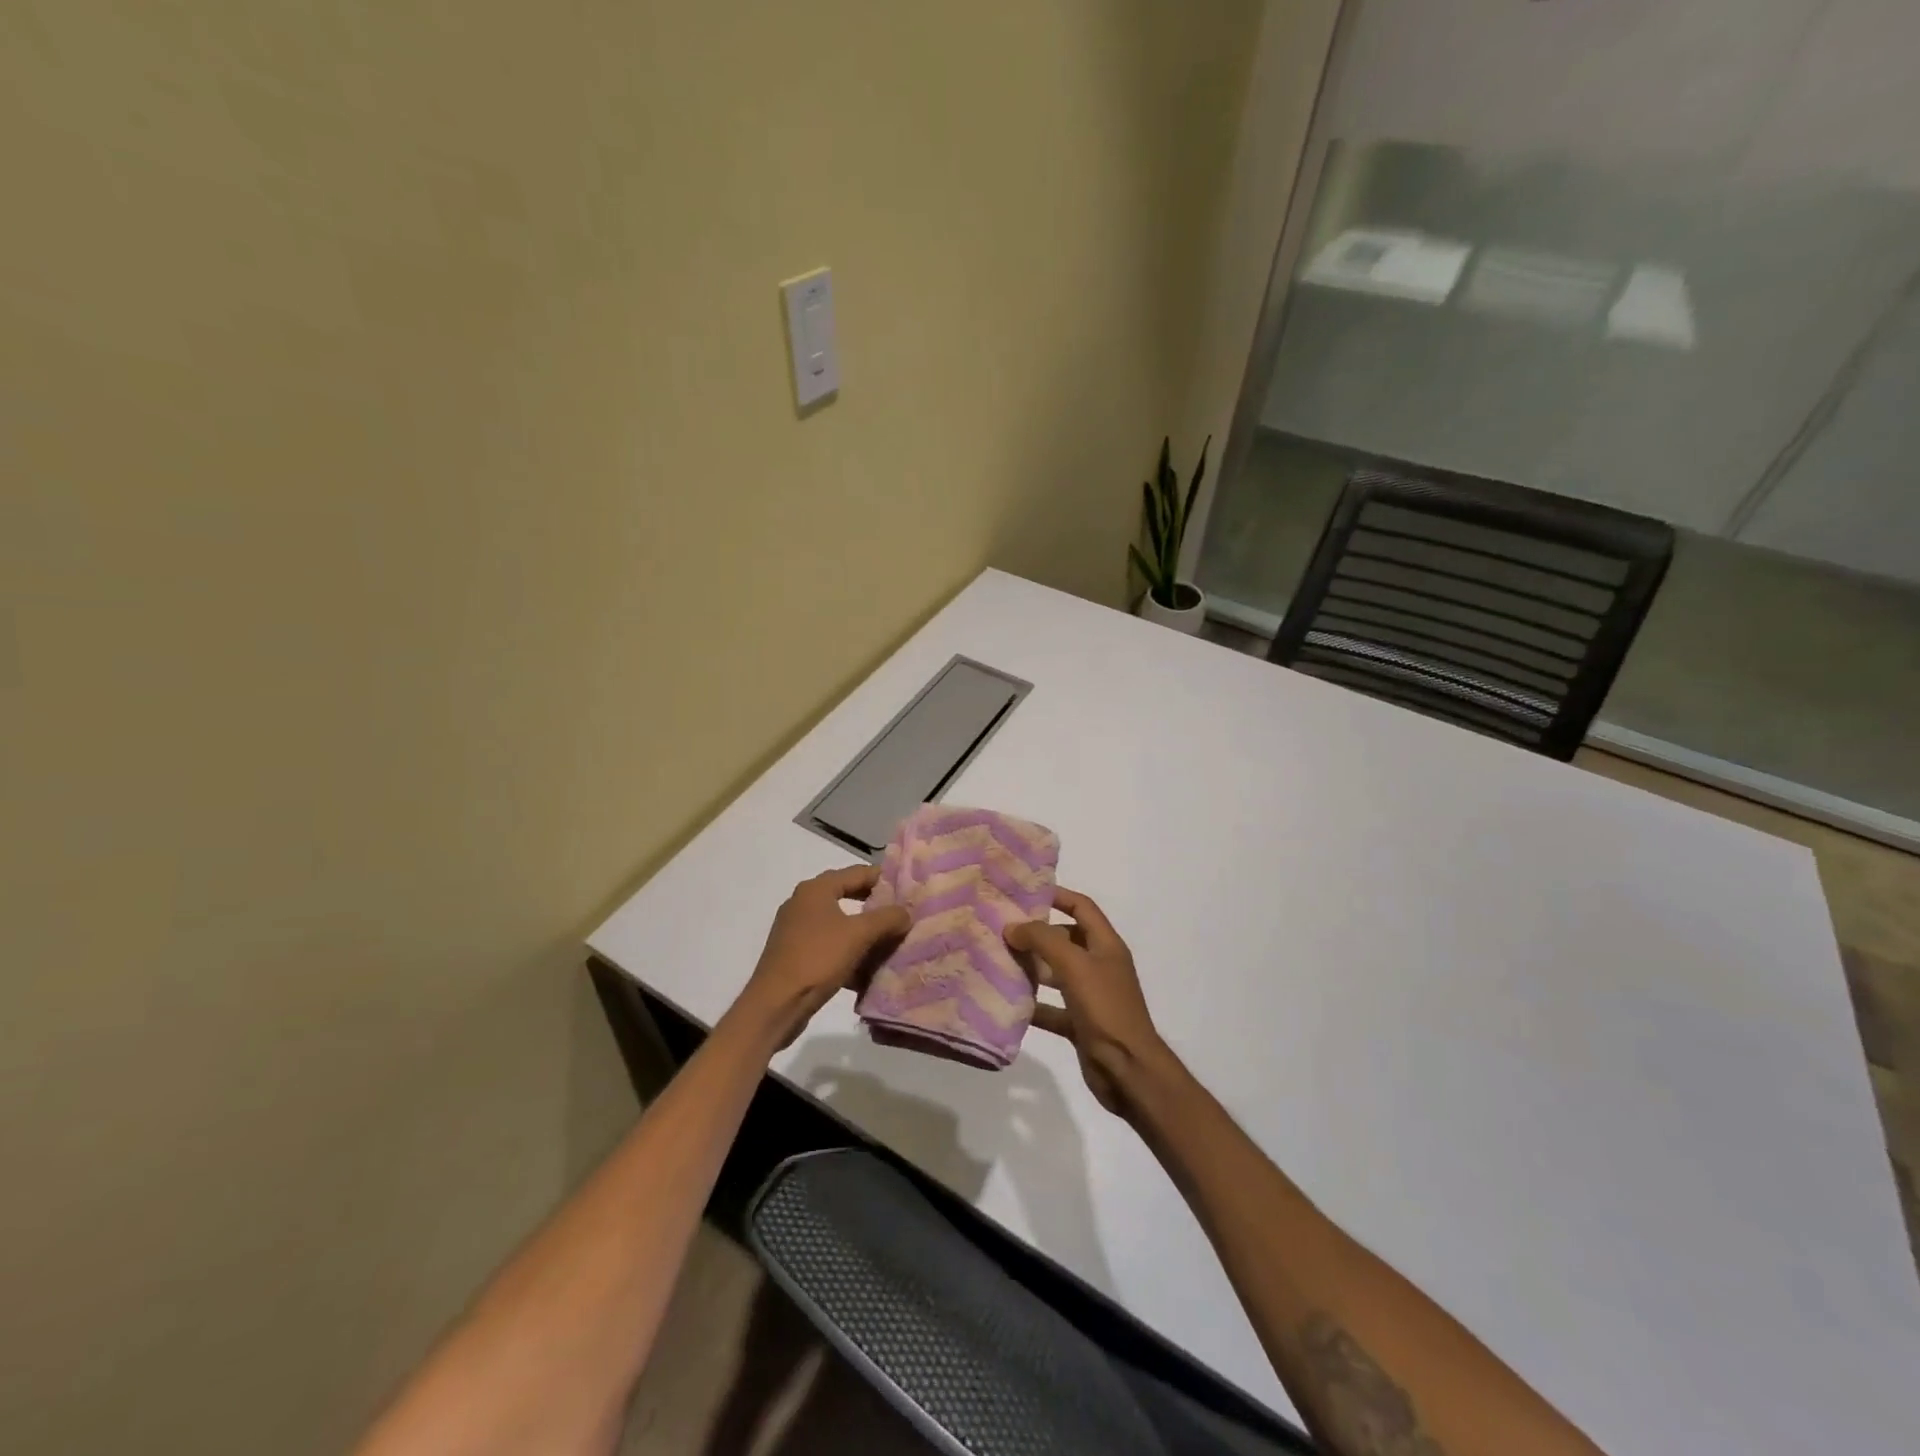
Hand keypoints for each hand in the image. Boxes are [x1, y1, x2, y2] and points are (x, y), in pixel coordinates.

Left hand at [736, 865, 910, 1046]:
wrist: (775, 1005)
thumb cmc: (817, 959)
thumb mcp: (859, 935)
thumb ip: (887, 918)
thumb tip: (906, 913)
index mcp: (816, 889)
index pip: (857, 872)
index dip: (884, 879)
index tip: (908, 889)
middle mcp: (803, 903)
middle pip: (848, 896)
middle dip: (875, 907)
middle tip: (901, 915)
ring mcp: (797, 930)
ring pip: (840, 924)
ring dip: (864, 932)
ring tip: (890, 942)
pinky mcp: (795, 954)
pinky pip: (829, 946)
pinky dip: (849, 952)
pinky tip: (867, 969)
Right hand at [1006, 887, 1172, 1117]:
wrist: (1129, 1071)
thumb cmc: (1106, 1009)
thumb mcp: (1075, 966)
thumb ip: (1043, 941)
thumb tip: (1012, 927)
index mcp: (1106, 945)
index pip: (1082, 907)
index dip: (1057, 896)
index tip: (1025, 892)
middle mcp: (1099, 966)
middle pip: (1066, 939)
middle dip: (1037, 933)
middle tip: (1002, 929)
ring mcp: (1090, 996)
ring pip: (1056, 973)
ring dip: (1032, 967)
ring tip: (999, 960)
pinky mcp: (1080, 1023)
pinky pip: (1052, 1007)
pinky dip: (1033, 1005)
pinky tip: (1007, 1003)